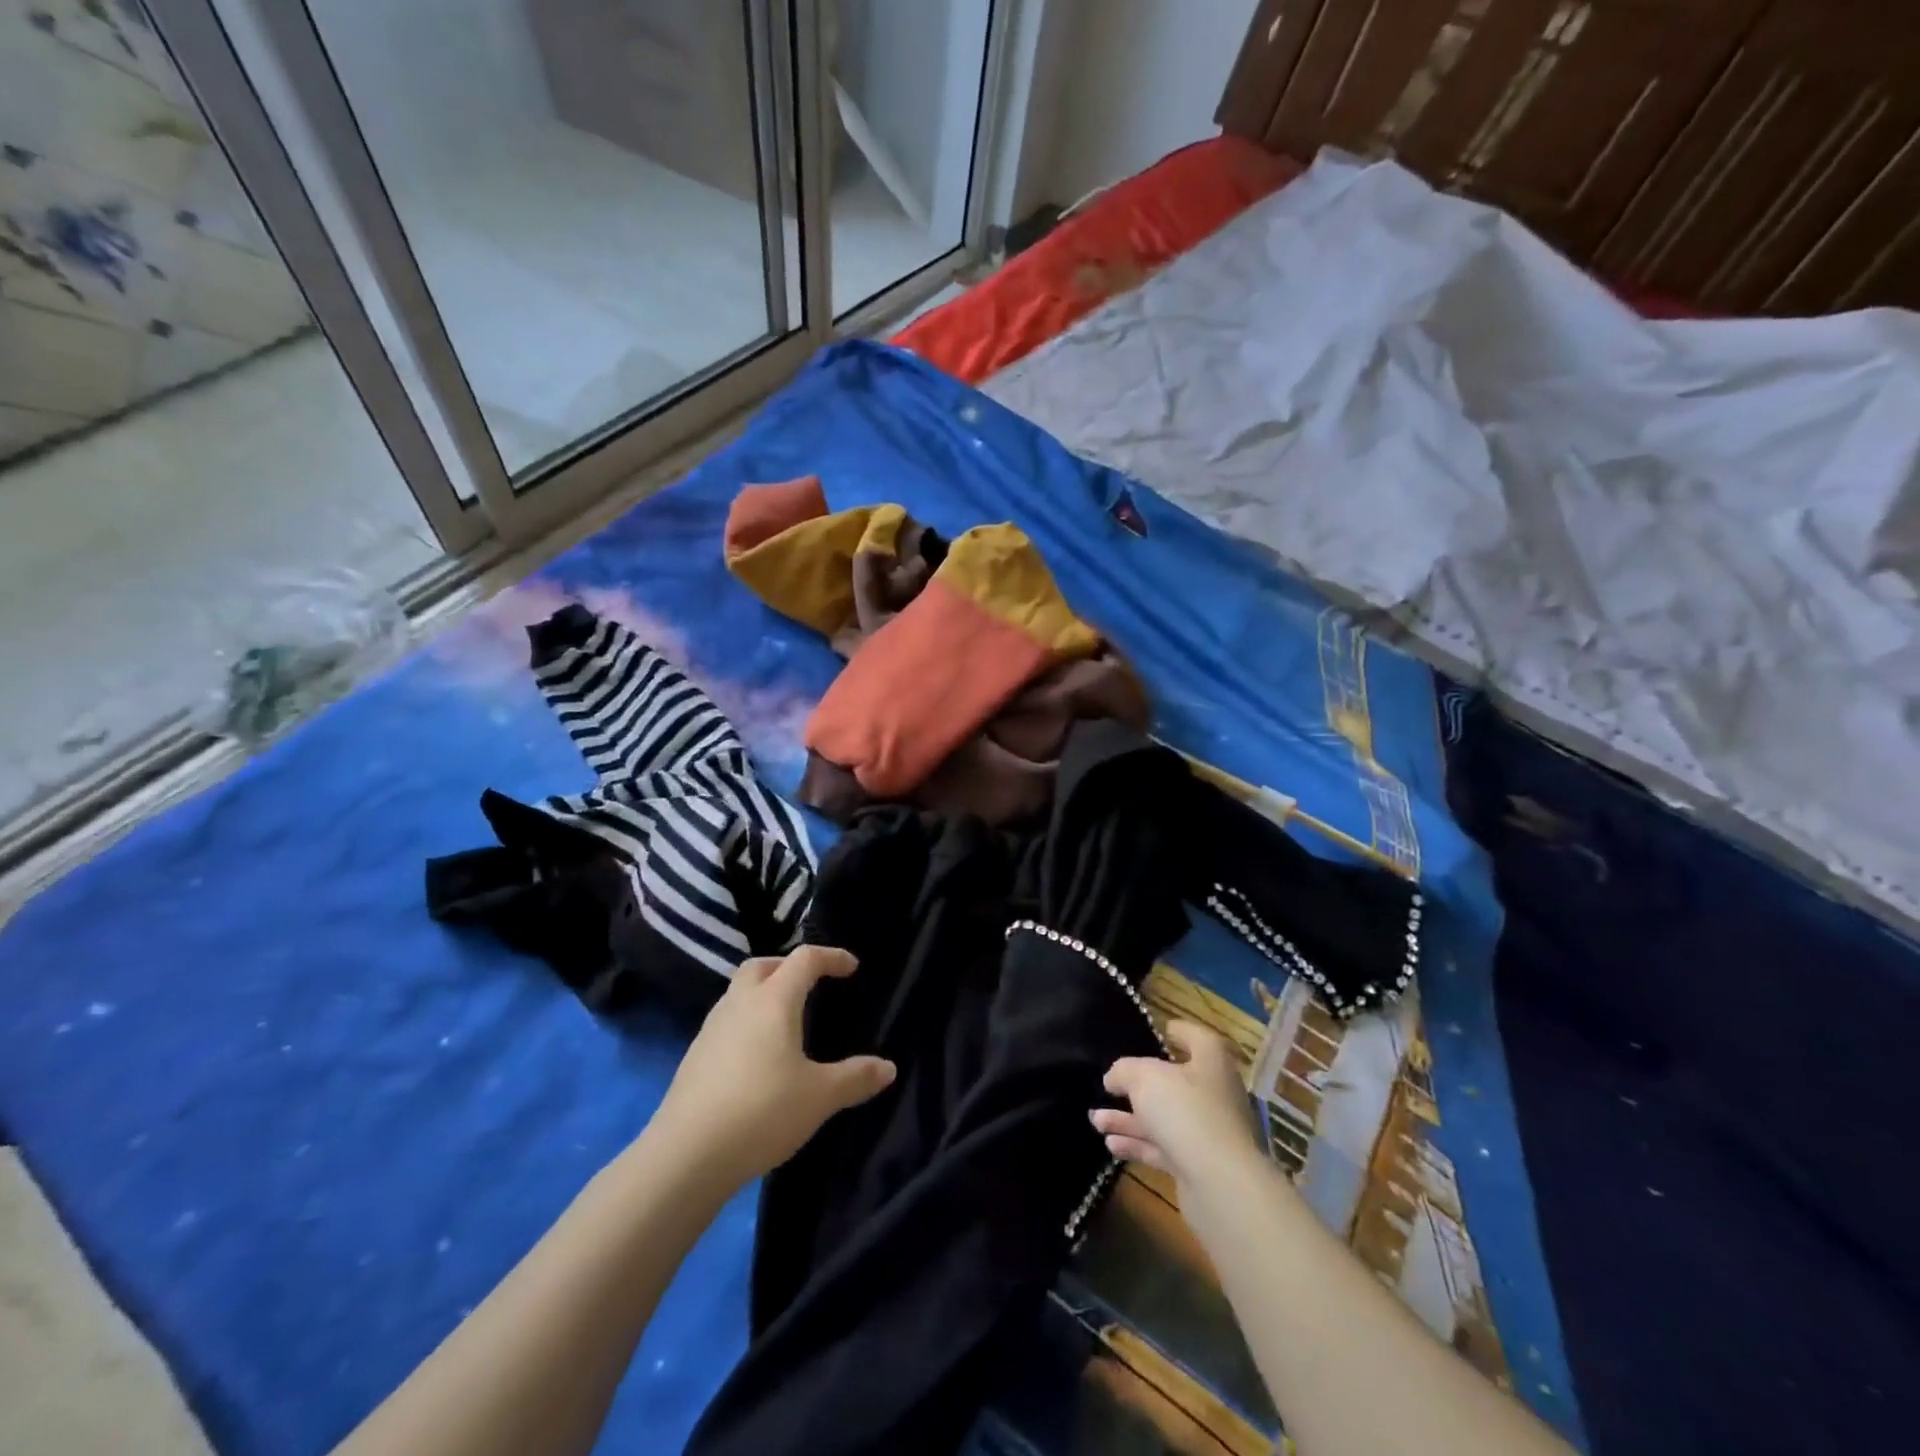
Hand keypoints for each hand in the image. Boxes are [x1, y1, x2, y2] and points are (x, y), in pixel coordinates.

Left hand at [651, 946, 895, 1190]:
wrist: (686, 1156)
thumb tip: (888, 1068)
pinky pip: (726, 1022)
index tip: (851, 967)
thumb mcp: (820, 1096)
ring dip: (763, 993)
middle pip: (762, 966)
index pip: (805, 960)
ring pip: (739, 992)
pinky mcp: (694, 1057)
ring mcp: (711, 1029)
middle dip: (788, 967)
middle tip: (810, 984)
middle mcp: (740, 1004)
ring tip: (786, 1021)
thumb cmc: (762, 1111)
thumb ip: (855, 1078)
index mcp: (774, 1000)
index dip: (831, 957)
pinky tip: (757, 1056)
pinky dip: (747, 1022)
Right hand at [1092, 1021, 1258, 1191]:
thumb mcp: (1144, 1077)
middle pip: (1173, 1083)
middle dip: (1137, 1086)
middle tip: (1109, 1086)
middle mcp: (1214, 1093)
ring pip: (1163, 1118)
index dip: (1176, 1032)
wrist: (1220, 1183)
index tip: (1156, 1031)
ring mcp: (1207, 1132)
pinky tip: (1110, 1144)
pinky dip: (1137, 1144)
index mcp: (1211, 1062)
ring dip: (1128, 1119)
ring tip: (1095, 1120)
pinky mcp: (1198, 1165)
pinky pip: (1162, 1148)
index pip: (1196, 1038)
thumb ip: (1124, 1071)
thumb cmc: (1184, 1110)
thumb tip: (1114, 1077)